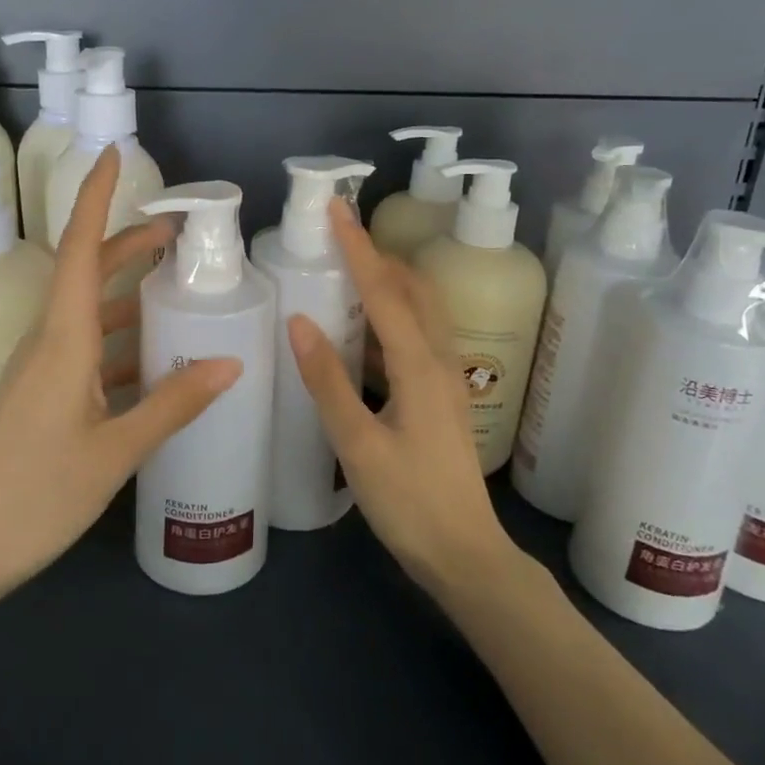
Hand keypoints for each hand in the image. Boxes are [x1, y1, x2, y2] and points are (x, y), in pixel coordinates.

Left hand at [0, 146, 241, 603]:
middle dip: (126, 244)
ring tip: (175, 290)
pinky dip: (119, 338)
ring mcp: (39, 369)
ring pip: (85, 311)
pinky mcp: (39, 395)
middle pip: (85, 272)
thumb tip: (230, 362)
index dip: (94, 198)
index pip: (78, 248)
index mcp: (61, 339)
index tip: (112, 155)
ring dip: (126, 292)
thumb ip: (173, 403)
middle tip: (179, 236)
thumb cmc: (35, 495)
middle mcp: (46, 340)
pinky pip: (83, 347)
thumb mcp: (115, 450)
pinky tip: (152, 358)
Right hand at [288, 200, 514, 593]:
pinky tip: (362, 331)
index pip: (384, 290)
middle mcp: (440, 360)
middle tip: (338, 236)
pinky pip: (416, 336)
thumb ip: (327, 381)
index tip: (336, 209)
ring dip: (387, 282)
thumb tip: (299, 319)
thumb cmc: (409, 502)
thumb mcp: (358, 444)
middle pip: (413, 289)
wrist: (465, 555)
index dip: (358, 247)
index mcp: (420, 365)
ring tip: (346, 271)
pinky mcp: (440, 397)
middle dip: (378, 255)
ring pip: (419, 311)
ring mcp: (445, 379)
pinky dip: (389, 316)